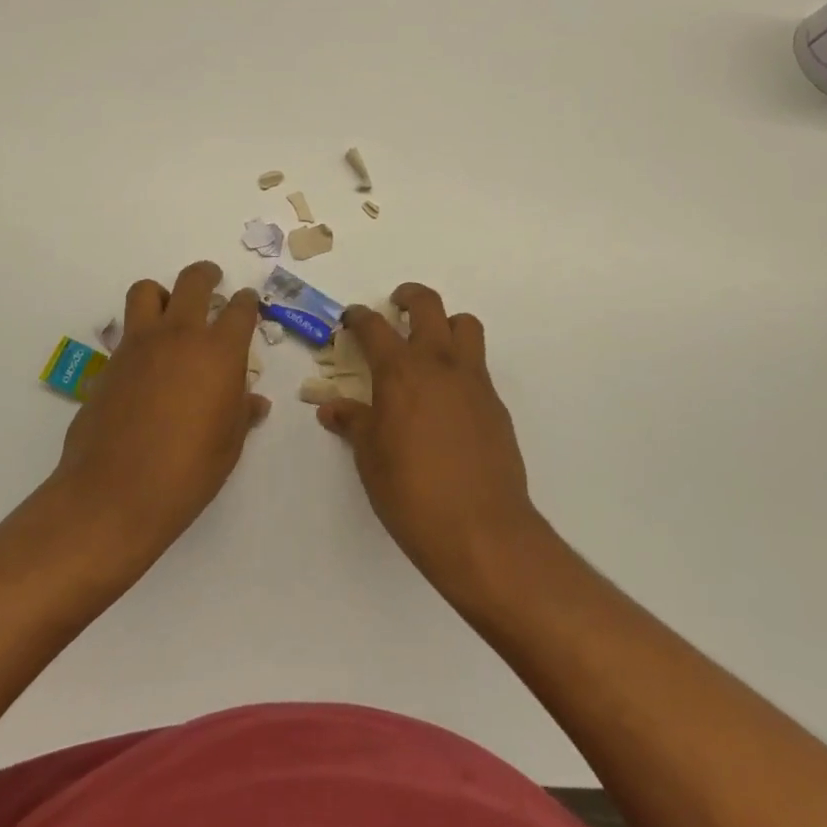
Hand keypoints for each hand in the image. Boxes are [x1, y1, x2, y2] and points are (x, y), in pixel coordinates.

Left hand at [47, 262, 269, 565]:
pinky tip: (146, 363)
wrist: (115, 494)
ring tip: (170, 311)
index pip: (240, 309)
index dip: (247, 302)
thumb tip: (254, 402)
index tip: (248, 302)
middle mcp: (179, 336)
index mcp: (219, 352)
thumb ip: (240, 413)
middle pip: (193, 282)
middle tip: (212, 281)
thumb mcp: (228, 445)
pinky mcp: (109, 363)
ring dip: (163, 293)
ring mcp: (138, 346)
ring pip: (147, 291)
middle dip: (206, 275)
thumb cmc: (187, 472)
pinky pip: (126, 331)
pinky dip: (139, 333)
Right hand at [317, 285, 542, 596]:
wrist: (480, 528)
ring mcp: (473, 381)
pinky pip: (478, 366)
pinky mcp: (495, 403)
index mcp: (400, 372)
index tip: (351, 318)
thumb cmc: (411, 492)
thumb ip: (353, 423)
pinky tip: (448, 399)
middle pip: (429, 306)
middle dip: (409, 297)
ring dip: (446, 324)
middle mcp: (439, 364)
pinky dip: (461, 365)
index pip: (375, 327)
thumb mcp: (370, 458)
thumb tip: (331, 408)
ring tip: (430, 345)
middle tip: (396, 307)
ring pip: (465, 326)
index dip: (359, 317)